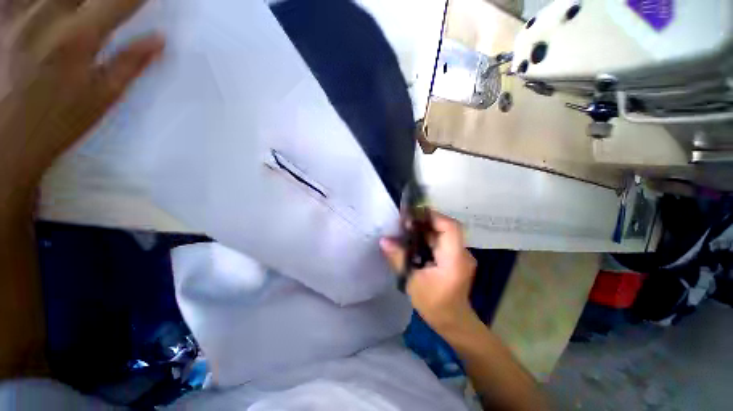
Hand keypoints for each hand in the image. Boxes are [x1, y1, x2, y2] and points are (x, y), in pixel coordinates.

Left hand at [0, 0, 162, 190]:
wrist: (3, 139)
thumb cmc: (58, 120)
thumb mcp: (102, 97)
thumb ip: (130, 63)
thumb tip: (160, 39)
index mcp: (79, 37)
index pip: (121, 0)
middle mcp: (48, 14)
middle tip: (116, 3)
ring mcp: (18, 11)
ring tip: (84, 7)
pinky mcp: (2, 16)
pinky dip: (36, 1)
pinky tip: (50, 7)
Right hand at [380, 212, 477, 333]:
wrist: (453, 322)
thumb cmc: (434, 305)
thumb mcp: (412, 282)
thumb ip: (399, 259)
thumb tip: (384, 241)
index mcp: (454, 259)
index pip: (450, 227)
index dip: (434, 216)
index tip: (413, 215)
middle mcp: (462, 253)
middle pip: (446, 228)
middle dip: (425, 222)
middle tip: (405, 223)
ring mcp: (460, 255)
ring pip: (443, 234)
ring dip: (426, 230)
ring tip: (407, 231)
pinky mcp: (456, 258)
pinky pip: (442, 241)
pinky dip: (428, 238)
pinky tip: (415, 242)